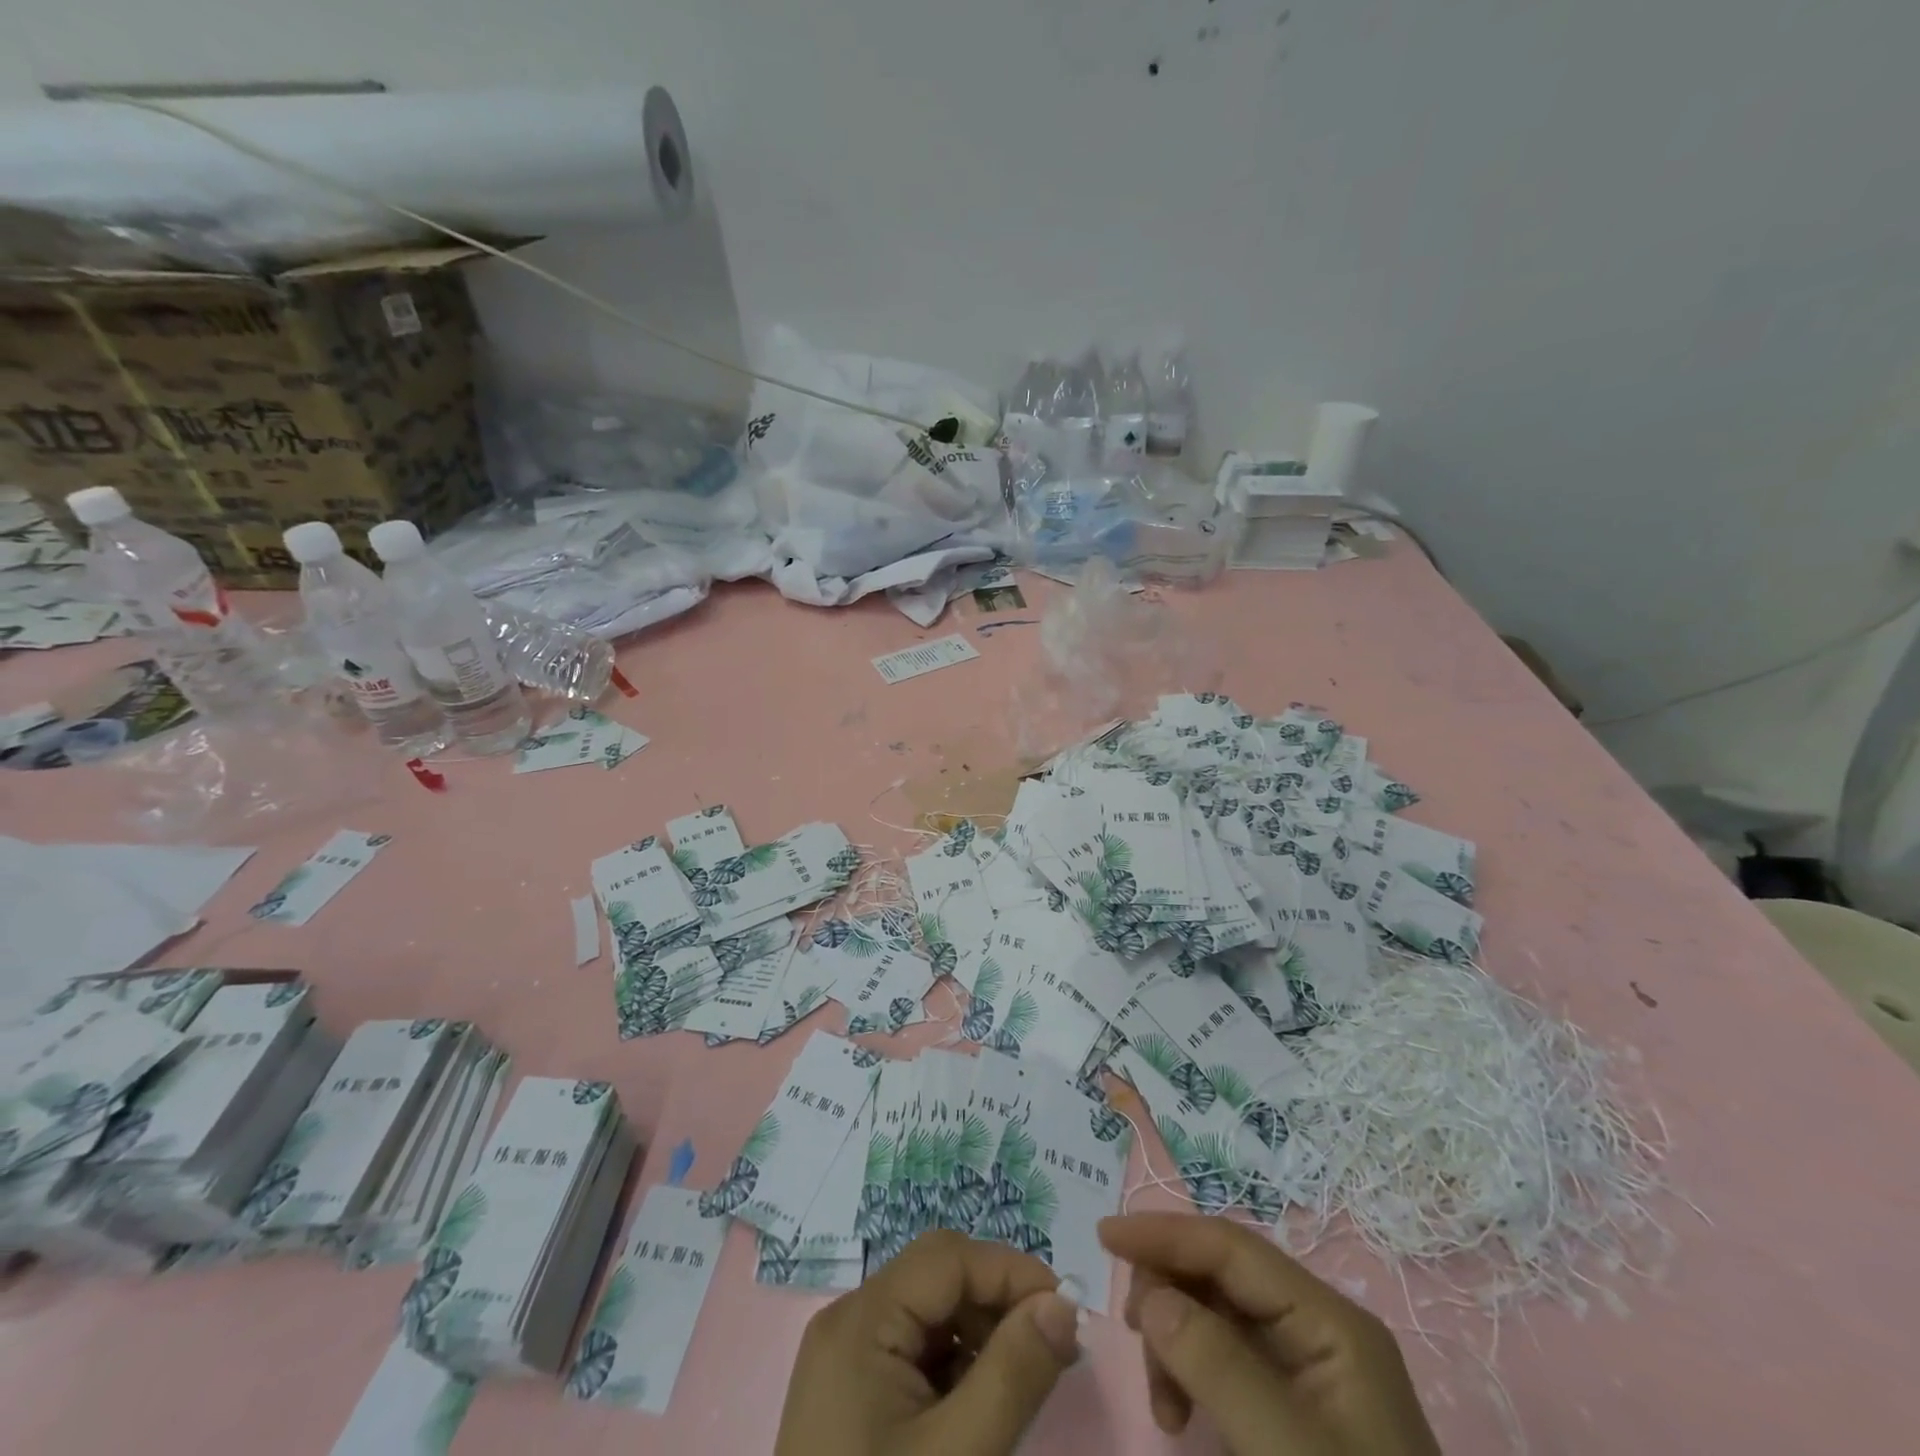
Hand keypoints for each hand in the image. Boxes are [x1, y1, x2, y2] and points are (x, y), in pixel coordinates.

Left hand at [773, 1229, 1082, 1455]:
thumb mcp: (957, 1454)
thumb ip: (1013, 1374)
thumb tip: (1064, 1305)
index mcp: (862, 1318)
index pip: (948, 1257)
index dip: (1010, 1272)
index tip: (1066, 1313)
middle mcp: (849, 1320)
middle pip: (937, 1277)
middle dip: (998, 1301)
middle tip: (1052, 1347)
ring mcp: (847, 1355)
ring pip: (930, 1311)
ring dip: (981, 1333)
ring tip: (1021, 1381)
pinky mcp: (853, 1390)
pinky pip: (914, 1349)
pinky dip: (955, 1364)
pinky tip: (980, 1405)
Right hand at [1100, 1213, 1441, 1455]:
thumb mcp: (1287, 1455)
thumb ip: (1218, 1366)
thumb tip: (1151, 1295)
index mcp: (1331, 1323)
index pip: (1233, 1247)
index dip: (1166, 1233)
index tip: (1104, 1236)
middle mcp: (1318, 1330)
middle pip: (1220, 1274)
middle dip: (1168, 1294)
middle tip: (1134, 1337)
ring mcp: (1305, 1369)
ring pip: (1213, 1314)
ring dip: (1173, 1342)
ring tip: (1164, 1407)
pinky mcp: (1288, 1407)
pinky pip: (1221, 1359)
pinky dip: (1188, 1373)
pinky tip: (1178, 1415)